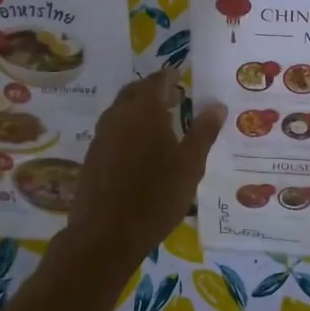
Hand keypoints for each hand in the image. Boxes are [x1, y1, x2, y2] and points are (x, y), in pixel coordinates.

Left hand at [67, 67, 224, 261]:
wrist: (106, 234)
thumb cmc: (156, 196)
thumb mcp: (190, 165)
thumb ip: (204, 132)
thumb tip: (217, 105)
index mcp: (145, 110)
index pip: (158, 80)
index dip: (170, 76)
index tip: (181, 77)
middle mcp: (119, 115)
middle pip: (135, 91)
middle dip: (154, 90)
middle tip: (174, 98)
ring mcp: (101, 136)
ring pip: (121, 110)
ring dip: (139, 109)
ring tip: (160, 123)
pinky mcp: (92, 156)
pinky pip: (112, 130)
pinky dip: (127, 128)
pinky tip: (139, 149)